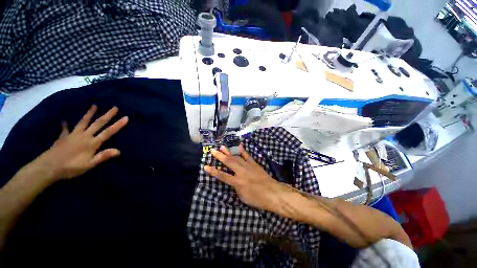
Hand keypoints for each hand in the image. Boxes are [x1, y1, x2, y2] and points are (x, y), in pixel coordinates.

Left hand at [37, 105, 127, 180]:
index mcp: (92, 143)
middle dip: (107, 115)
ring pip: (83, 122)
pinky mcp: (63, 137)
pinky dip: (65, 124)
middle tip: (114, 107)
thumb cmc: (71, 167)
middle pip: (98, 124)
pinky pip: (65, 128)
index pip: (108, 132)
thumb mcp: (89, 165)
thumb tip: (119, 151)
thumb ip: (103, 156)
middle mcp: (84, 136)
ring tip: (94, 105)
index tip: (126, 117)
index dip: (117, 125)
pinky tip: (64, 119)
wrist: (49, 167)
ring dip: (90, 113)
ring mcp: (73, 135)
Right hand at [204, 145, 285, 211]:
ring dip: (229, 152)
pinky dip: (242, 151)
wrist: (272, 192)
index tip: (205, 166)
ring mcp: (248, 166)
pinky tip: (239, 146)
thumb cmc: (257, 198)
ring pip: (236, 157)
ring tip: (222, 146)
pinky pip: (247, 156)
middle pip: (228, 162)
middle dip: (219, 156)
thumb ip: (236, 186)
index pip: (222, 176)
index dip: (213, 171)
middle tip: (212, 150)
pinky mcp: (254, 163)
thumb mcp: (243, 196)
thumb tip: (233, 179)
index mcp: (237, 182)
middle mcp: (241, 172)